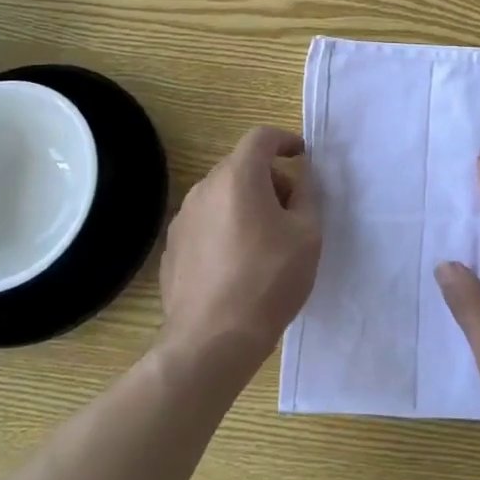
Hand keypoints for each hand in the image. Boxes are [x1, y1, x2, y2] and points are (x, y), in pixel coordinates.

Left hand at [159, 126, 321, 379]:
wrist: (211, 341)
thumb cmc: (268, 281)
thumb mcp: (307, 234)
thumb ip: (308, 195)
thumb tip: (301, 177)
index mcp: (238, 177)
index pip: (261, 137)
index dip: (285, 140)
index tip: (303, 156)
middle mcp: (204, 188)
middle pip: (241, 166)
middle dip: (270, 178)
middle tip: (293, 210)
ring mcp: (183, 219)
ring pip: (222, 195)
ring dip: (247, 203)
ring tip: (268, 241)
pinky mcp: (172, 249)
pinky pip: (206, 223)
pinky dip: (226, 227)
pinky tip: (239, 264)